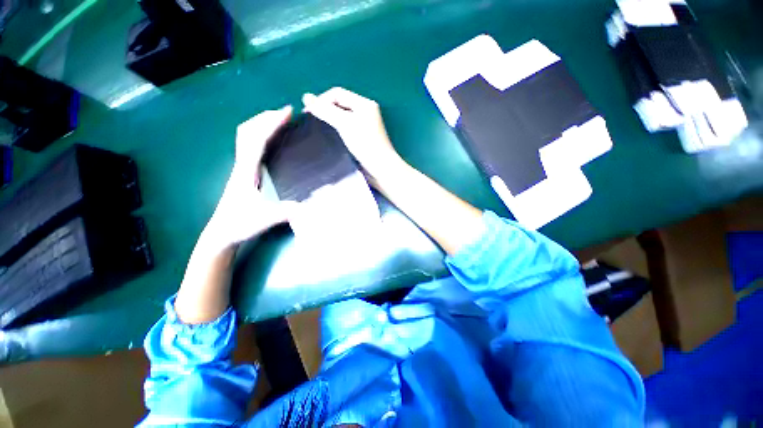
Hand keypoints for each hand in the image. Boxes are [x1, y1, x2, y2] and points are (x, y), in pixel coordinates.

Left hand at [206, 106, 293, 248]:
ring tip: (280, 120)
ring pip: (247, 136)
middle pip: (248, 131)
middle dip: (266, 117)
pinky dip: (262, 135)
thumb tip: (306, 206)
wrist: (222, 233)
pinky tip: (273, 140)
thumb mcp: (264, 219)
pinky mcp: (246, 173)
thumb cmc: (239, 224)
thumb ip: (285, 212)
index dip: (271, 124)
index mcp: (247, 171)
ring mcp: (242, 168)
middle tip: (286, 112)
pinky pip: (251, 146)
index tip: (286, 113)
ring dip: (262, 123)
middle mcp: (242, 165)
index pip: (257, 140)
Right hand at [302, 88, 403, 178]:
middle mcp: (365, 111)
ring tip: (318, 127)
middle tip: (312, 120)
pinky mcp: (363, 136)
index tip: (307, 113)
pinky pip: (347, 126)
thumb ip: (326, 110)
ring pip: (343, 116)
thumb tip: (306, 97)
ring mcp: (365, 124)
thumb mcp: (344, 124)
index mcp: (364, 103)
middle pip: (340, 103)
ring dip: (330, 119)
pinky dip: (337, 128)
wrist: (380, 167)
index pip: (337, 93)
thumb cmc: (364, 144)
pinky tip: (330, 135)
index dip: (321, 100)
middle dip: (325, 109)